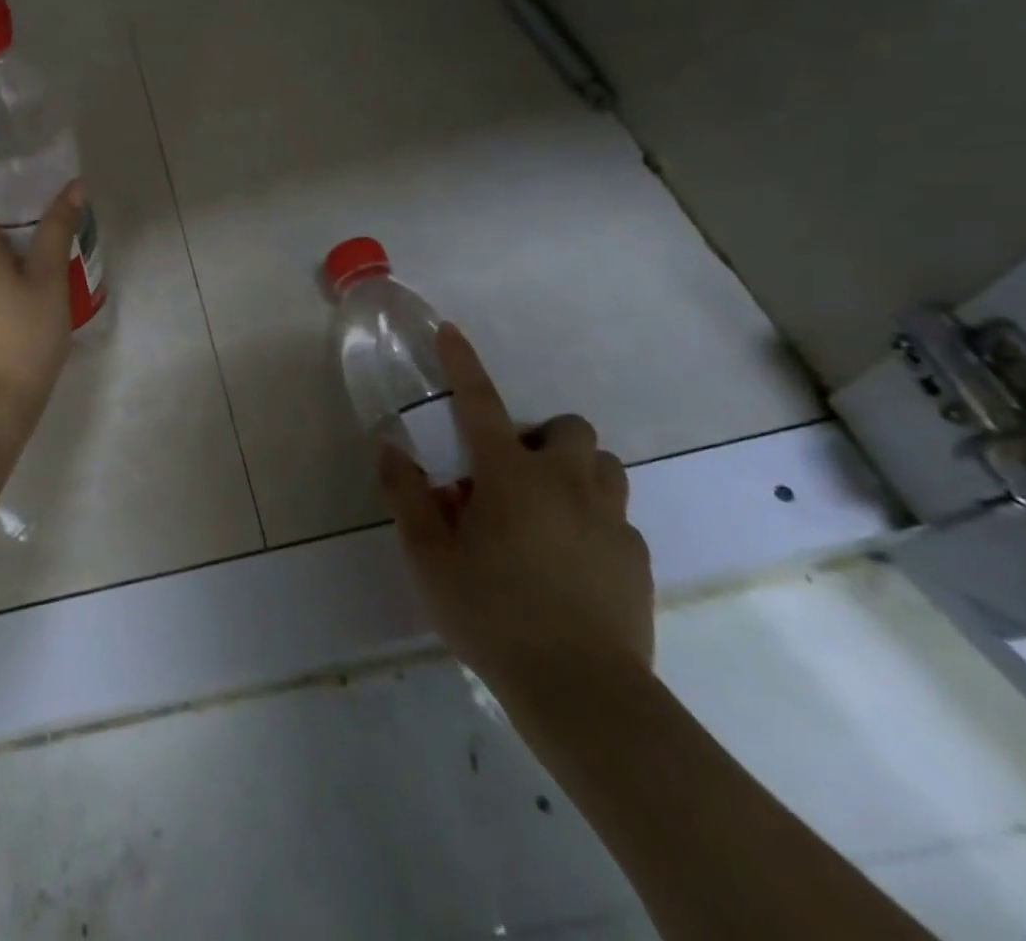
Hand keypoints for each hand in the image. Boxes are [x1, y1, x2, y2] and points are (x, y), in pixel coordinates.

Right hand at [379, 324, 653, 705]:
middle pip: (567, 428)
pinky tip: (569, 560)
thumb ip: (407, 495)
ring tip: (544, 511)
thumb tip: (390, 447)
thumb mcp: (428, 556)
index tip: (451, 332)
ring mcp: (609, 520)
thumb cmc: (491, 613)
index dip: (463, 364)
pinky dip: (592, 519)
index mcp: (509, 476)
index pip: (479, 402)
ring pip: (603, 466)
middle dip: (540, 437)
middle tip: (509, 474)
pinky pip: (616, 517)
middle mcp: (565, 483)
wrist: (581, 692)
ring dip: (574, 472)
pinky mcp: (635, 558)